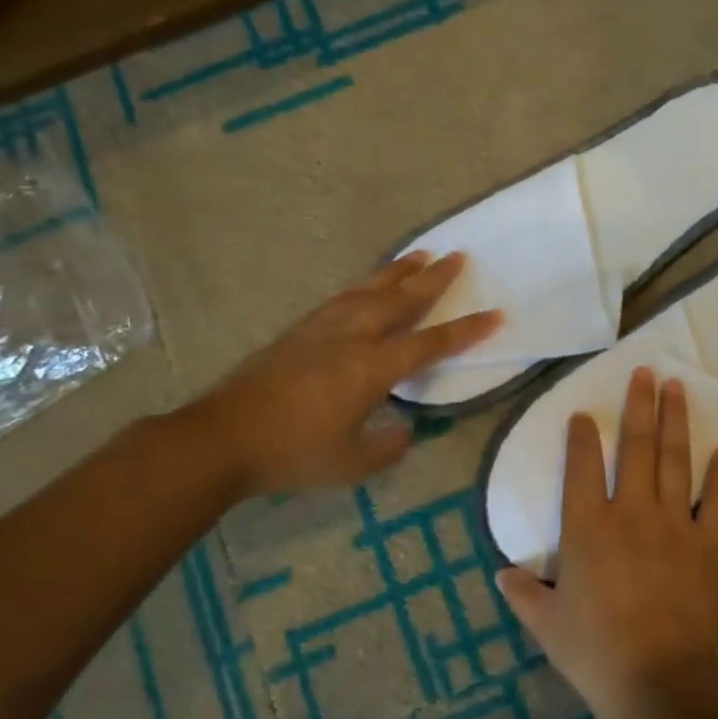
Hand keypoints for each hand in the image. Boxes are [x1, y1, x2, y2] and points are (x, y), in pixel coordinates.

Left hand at [191, 251, 499, 498]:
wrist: (222, 438)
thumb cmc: (293, 453)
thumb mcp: (353, 463)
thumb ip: (389, 446)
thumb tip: (407, 431)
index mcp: (372, 368)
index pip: (431, 344)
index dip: (466, 331)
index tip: (495, 314)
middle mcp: (352, 337)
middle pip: (401, 299)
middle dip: (433, 278)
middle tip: (457, 255)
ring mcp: (322, 329)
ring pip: (369, 290)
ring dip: (398, 271)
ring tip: (418, 254)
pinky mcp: (299, 331)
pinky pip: (342, 297)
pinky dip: (364, 285)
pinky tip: (366, 286)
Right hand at [497, 367, 717, 718]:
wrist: (657, 678)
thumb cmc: (594, 651)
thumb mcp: (547, 624)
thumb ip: (523, 594)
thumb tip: (502, 575)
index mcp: (587, 526)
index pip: (581, 466)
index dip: (582, 435)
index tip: (584, 413)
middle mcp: (631, 511)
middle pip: (635, 446)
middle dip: (639, 404)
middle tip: (645, 371)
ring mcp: (673, 523)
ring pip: (674, 459)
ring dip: (675, 421)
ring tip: (677, 387)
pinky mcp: (707, 543)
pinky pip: (716, 500)